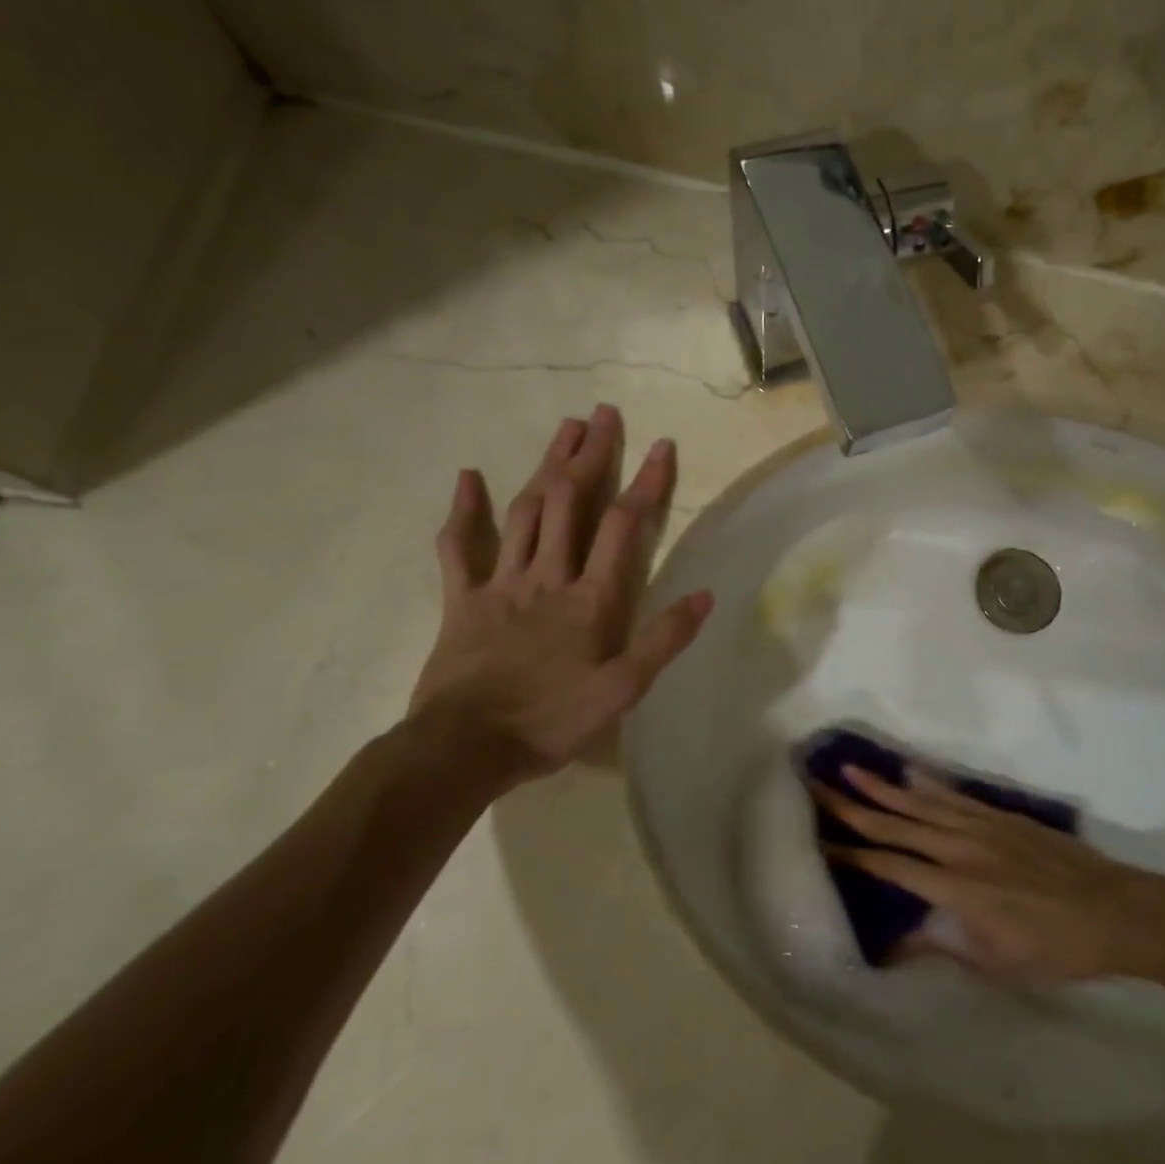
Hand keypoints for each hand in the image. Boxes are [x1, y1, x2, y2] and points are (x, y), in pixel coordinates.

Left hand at [408, 405, 712, 790]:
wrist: (464, 748)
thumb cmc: (551, 721)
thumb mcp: (624, 690)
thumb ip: (665, 640)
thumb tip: (706, 595)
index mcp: (591, 598)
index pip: (623, 526)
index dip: (645, 483)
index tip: (661, 445)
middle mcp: (548, 576)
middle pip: (571, 502)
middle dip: (590, 455)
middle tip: (603, 415)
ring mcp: (501, 583)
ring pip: (526, 512)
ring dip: (546, 467)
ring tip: (564, 429)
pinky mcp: (461, 600)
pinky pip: (458, 548)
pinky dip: (463, 511)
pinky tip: (468, 478)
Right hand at [814, 767, 1164, 985]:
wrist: (1112, 909)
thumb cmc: (1054, 948)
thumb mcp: (996, 966)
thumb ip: (942, 949)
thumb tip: (895, 944)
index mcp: (955, 889)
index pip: (891, 866)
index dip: (853, 855)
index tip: (821, 841)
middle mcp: (960, 849)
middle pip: (896, 825)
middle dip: (853, 807)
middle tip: (819, 785)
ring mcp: (981, 827)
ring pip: (920, 804)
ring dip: (883, 787)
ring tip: (850, 769)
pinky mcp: (1000, 816)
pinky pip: (955, 796)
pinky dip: (929, 783)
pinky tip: (909, 771)